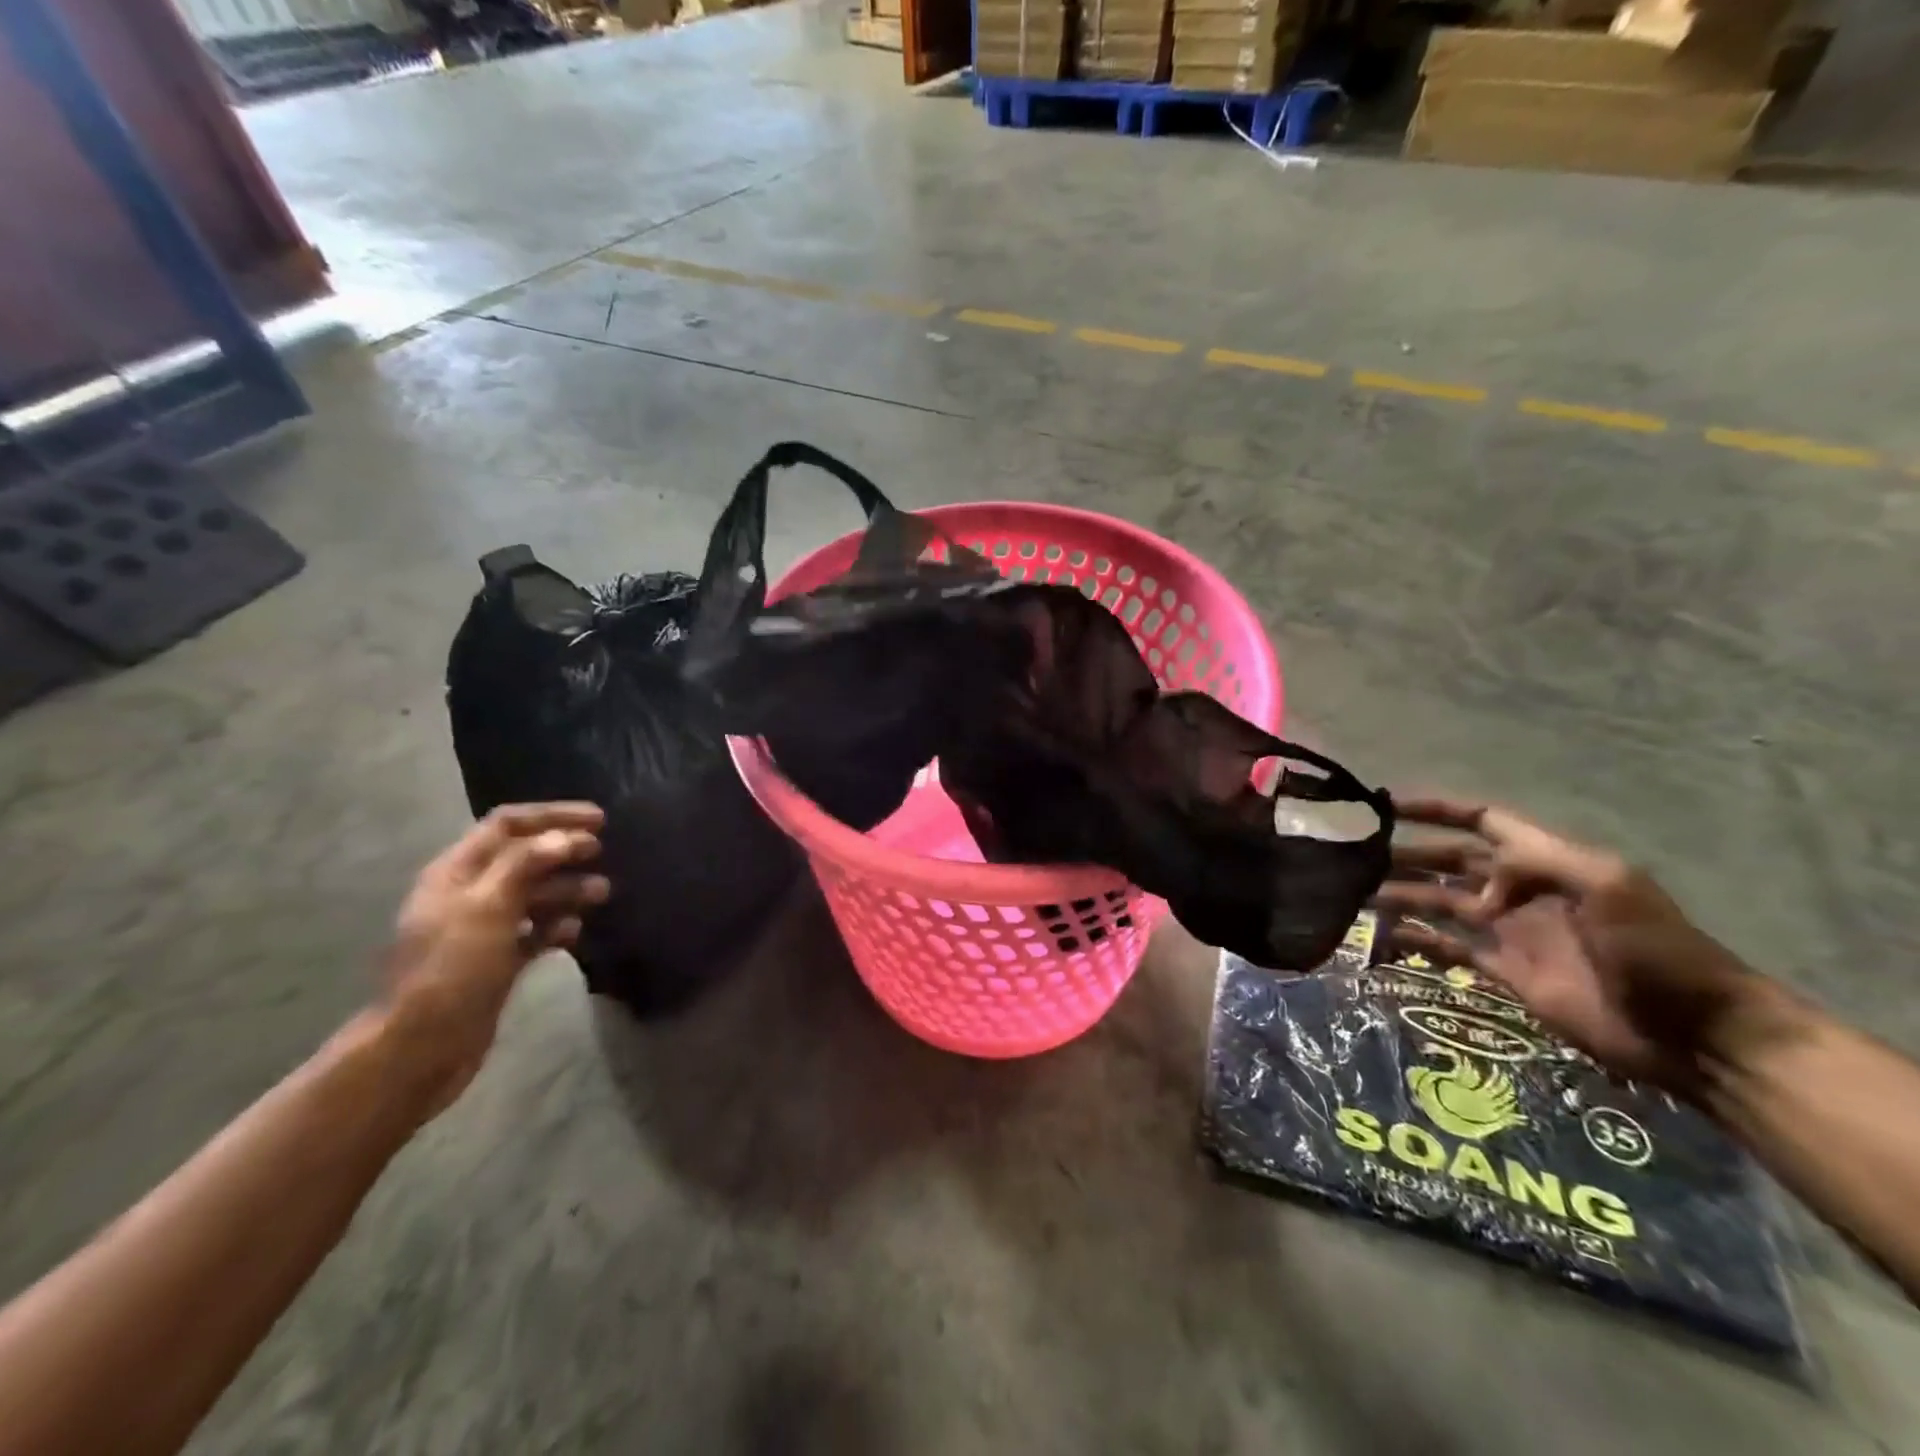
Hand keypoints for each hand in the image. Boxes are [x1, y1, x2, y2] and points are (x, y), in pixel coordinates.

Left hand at [377, 803, 607, 1120]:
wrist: (422, 1047)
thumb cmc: (454, 969)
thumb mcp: (489, 908)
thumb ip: (526, 865)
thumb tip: (565, 836)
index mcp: (457, 872)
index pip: (507, 825)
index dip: (553, 816)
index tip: (599, 820)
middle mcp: (469, 894)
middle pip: (523, 858)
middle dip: (564, 852)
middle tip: (601, 854)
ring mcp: (482, 929)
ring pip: (532, 895)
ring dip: (567, 889)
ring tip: (602, 894)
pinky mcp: (496, 961)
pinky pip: (533, 931)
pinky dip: (556, 926)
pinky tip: (574, 932)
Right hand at [1374, 797, 1771, 1096]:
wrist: (1695, 1034)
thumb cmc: (1657, 949)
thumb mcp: (1607, 885)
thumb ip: (1536, 863)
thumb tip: (1477, 884)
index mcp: (1546, 861)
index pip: (1481, 821)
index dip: (1436, 810)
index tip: (1387, 806)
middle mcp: (1520, 890)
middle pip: (1451, 863)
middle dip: (1406, 856)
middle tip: (1355, 858)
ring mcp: (1512, 932)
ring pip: (1442, 904)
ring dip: (1401, 896)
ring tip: (1356, 896)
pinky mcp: (1506, 973)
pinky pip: (1450, 949)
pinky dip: (1417, 941)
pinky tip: (1384, 939)